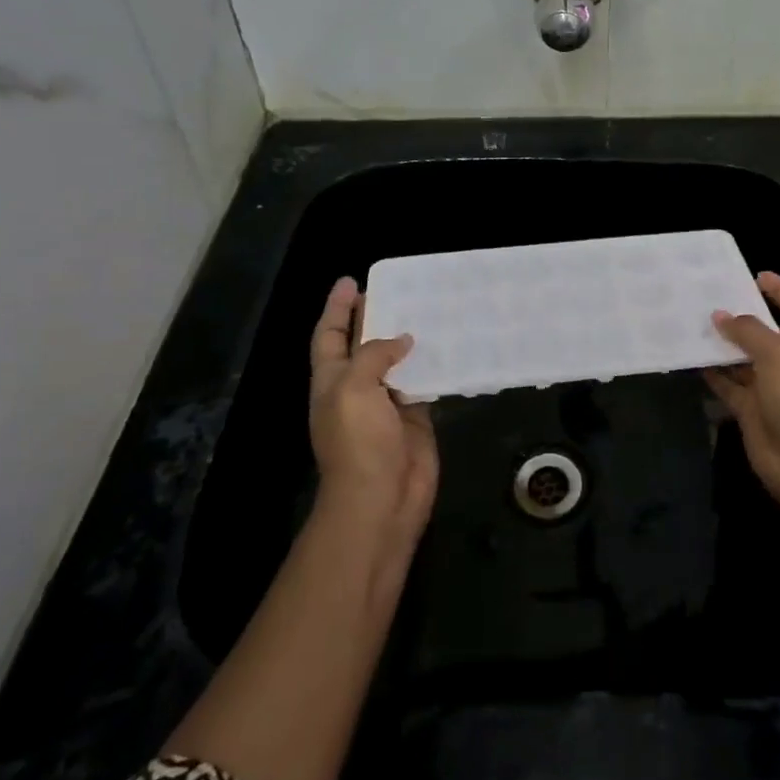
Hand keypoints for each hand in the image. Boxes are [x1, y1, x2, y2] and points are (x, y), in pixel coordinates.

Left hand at [308, 277, 438, 544]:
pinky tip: (450, 345)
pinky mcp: (416, 417)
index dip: (336, 308)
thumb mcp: (354, 389)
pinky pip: (425, 382)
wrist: (381, 499)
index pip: (329, 335)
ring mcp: (388, 403)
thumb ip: (374, 355)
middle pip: (363, 344)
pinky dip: (434, 364)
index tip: (350, 281)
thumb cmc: (358, 442)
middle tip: (397, 289)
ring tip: (428, 308)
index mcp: (332, 380)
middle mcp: (358, 387)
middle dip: (374, 317)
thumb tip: (403, 340)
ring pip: (397, 361)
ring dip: (408, 338)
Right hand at [706, 272, 779, 506]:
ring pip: (742, 360)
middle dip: (741, 318)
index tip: (757, 277)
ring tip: (692, 325)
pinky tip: (692, 360)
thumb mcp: (776, 353)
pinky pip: (728, 387)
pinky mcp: (751, 411)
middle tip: (708, 300)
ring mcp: (769, 388)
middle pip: (764, 333)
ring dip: (722, 346)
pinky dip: (713, 375)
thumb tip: (720, 315)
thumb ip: (747, 331)